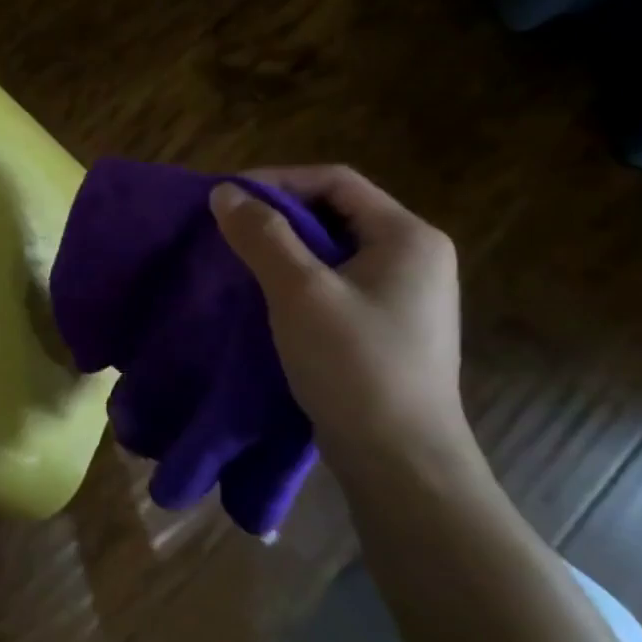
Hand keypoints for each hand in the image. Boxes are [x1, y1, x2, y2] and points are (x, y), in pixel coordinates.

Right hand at [210, 165, 479, 478]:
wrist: (400, 460)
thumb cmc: (354, 364)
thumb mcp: (299, 291)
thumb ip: (262, 235)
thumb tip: (225, 192)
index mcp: (408, 237)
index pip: (335, 181)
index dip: (278, 181)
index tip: (228, 200)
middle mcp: (416, 257)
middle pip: (336, 212)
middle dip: (278, 216)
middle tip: (229, 231)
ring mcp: (406, 295)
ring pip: (334, 250)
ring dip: (285, 249)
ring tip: (240, 262)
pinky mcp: (389, 327)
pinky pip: (338, 283)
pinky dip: (299, 280)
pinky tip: (268, 299)